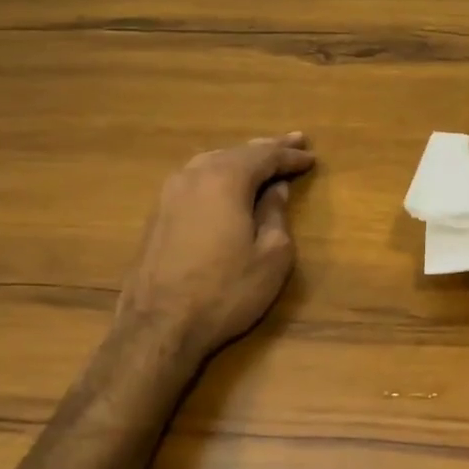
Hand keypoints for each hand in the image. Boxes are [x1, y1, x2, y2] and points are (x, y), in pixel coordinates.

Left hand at [114, 133, 314, 366]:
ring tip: (262, 157)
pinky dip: (219, 174)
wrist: (157, 328)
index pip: (266, 156)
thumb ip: (276, 215)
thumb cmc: (225, 291)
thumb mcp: (271, 256)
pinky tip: (226, 182)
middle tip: (294, 140)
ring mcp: (170, 193)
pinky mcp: (157, 214)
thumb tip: (275, 190)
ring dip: (241, 158)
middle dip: (268, 148)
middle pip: (237, 152)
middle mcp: (195, 175)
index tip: (311, 156)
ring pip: (213, 162)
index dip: (291, 156)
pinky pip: (196, 179)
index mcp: (226, 179)